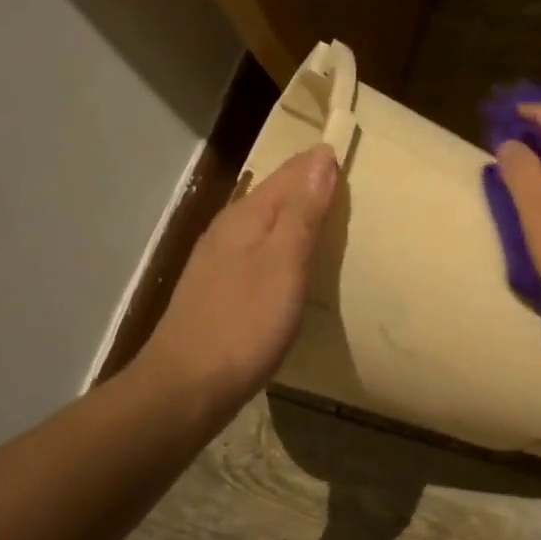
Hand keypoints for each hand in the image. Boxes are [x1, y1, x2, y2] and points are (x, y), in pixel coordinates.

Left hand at [144, 143, 339, 412]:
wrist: (187, 386)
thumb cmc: (244, 324)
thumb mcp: (284, 264)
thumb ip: (302, 212)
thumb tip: (321, 156)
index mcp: (246, 216)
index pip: (290, 173)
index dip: (320, 163)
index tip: (353, 152)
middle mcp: (228, 229)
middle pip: (276, 194)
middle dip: (309, 184)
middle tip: (350, 182)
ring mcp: (219, 260)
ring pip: (266, 222)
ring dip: (297, 215)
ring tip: (331, 215)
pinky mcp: (219, 288)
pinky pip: (259, 249)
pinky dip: (283, 244)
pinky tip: (294, 261)